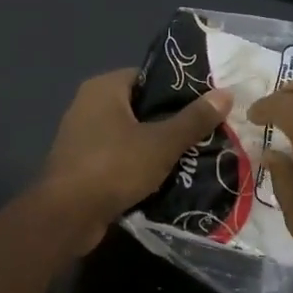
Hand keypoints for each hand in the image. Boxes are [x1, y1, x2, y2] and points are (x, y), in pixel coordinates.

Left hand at [40, 69, 232, 239]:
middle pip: (141, 106)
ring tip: (194, 154)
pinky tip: (167, 177)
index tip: (207, 102)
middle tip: (206, 131)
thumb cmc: (113, 167)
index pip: (148, 76)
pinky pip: (119, 156)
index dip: (178, 88)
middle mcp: (89, 105)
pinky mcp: (82, 164)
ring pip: (131, 134)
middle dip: (171, 120)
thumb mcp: (161, 143)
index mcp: (104, 88)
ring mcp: (83, 136)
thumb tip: (226, 93)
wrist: (66, 216)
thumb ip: (193, 119)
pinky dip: (139, 164)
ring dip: (157, 145)